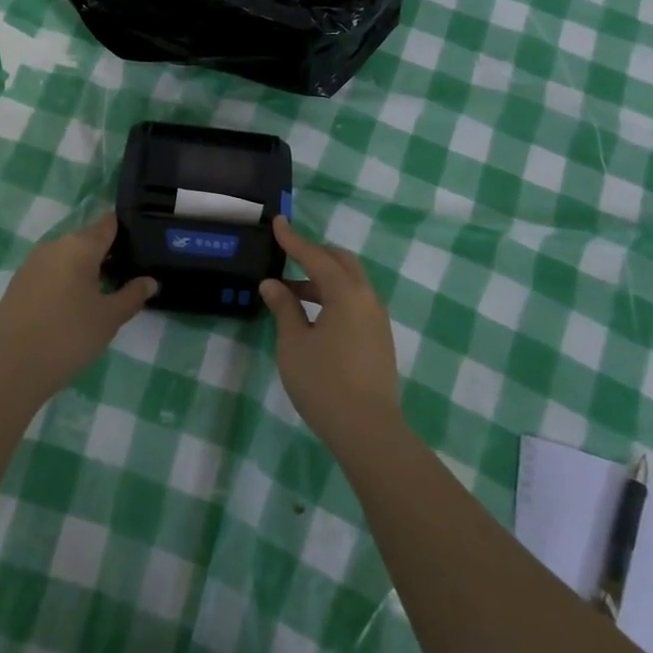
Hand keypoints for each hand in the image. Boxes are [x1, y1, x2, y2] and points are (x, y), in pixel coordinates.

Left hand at [0, 213, 156, 400]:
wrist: (11, 368)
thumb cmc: (69, 336)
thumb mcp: (109, 318)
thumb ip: (132, 295)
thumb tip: (150, 281)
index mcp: (80, 246)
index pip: (107, 224)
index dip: (124, 229)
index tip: (139, 242)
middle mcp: (54, 246)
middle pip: (86, 240)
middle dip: (105, 254)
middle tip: (124, 276)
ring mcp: (31, 263)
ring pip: (66, 257)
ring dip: (83, 269)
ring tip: (100, 294)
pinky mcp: (17, 283)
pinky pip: (48, 272)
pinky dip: (63, 281)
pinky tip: (70, 306)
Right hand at [259, 217, 400, 447]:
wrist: (368, 430)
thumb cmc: (324, 383)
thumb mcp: (294, 344)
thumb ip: (284, 308)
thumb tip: (273, 284)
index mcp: (346, 292)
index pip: (315, 255)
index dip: (293, 239)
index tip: (278, 222)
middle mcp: (367, 298)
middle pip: (340, 262)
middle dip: (314, 254)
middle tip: (287, 256)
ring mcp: (377, 319)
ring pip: (350, 283)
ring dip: (322, 279)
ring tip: (291, 292)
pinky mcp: (379, 338)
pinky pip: (355, 302)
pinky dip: (333, 296)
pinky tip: (314, 315)